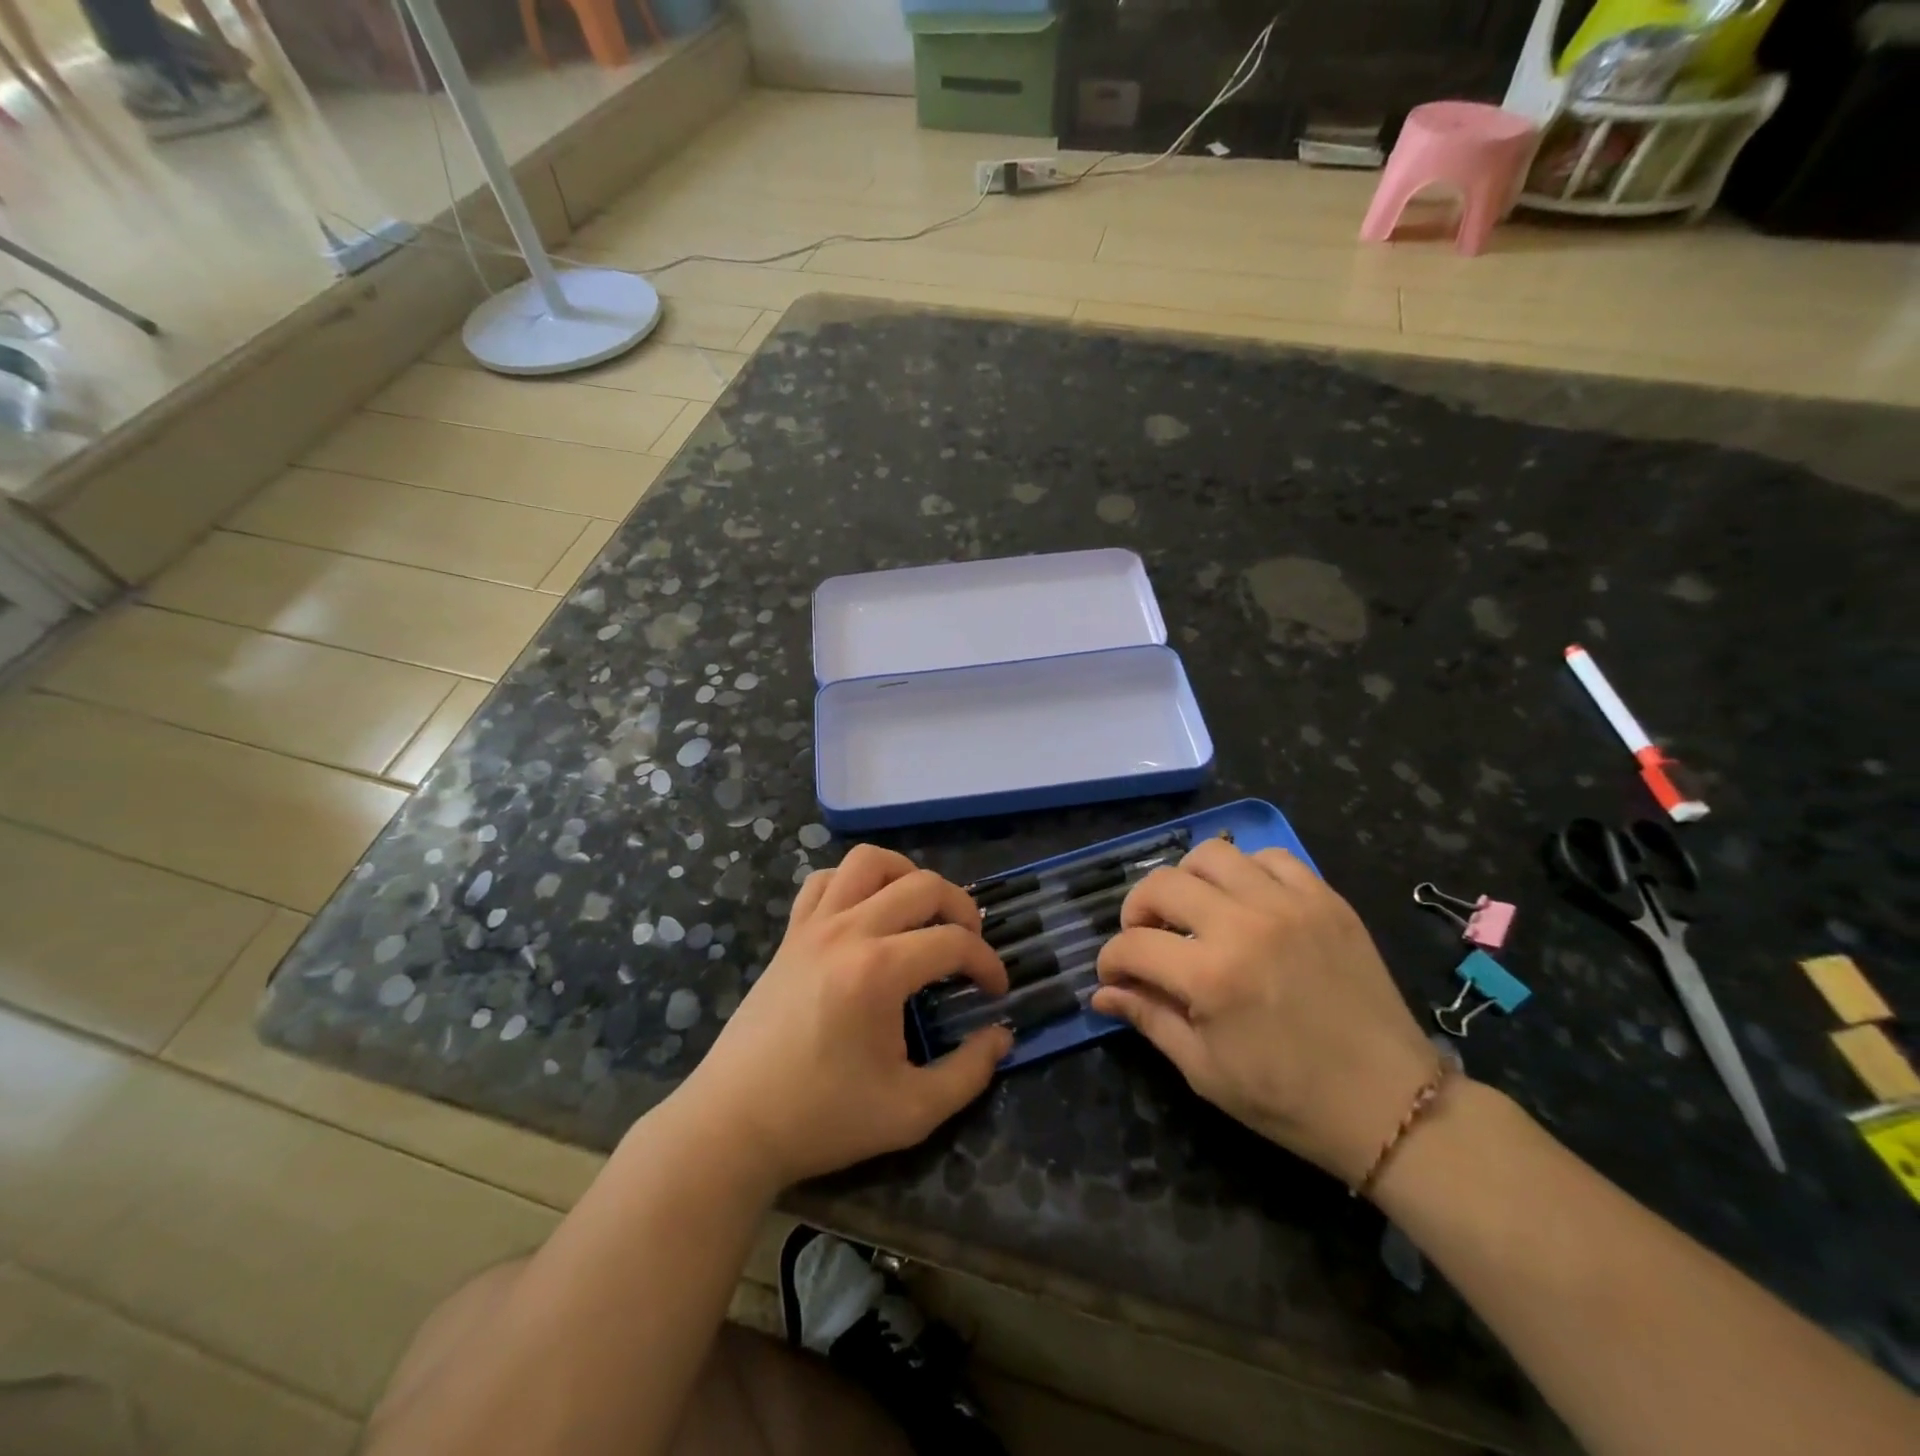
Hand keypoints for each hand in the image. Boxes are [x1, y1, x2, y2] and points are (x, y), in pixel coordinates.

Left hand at [677, 845, 1011, 1189]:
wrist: (733, 1124)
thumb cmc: (823, 1118)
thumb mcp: (911, 1111)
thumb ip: (968, 1072)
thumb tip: (1001, 1036)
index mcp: (879, 970)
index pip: (954, 942)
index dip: (987, 963)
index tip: (996, 990)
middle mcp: (848, 931)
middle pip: (922, 885)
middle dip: (961, 907)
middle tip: (971, 943)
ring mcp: (813, 926)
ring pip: (869, 862)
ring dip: (907, 876)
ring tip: (921, 911)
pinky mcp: (790, 934)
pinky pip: (824, 880)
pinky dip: (853, 882)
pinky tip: (866, 913)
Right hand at [1092, 839, 1440, 1187]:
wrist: (1391, 1104)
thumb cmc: (1289, 1099)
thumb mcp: (1205, 1070)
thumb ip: (1149, 1019)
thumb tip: (1102, 992)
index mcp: (1210, 976)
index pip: (1133, 945)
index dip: (1111, 960)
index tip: (1115, 976)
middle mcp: (1244, 925)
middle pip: (1162, 884)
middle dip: (1137, 910)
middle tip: (1146, 937)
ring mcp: (1289, 904)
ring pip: (1212, 855)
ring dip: (1187, 880)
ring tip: (1194, 911)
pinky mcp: (1325, 899)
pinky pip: (1271, 857)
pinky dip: (1246, 872)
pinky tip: (1246, 902)